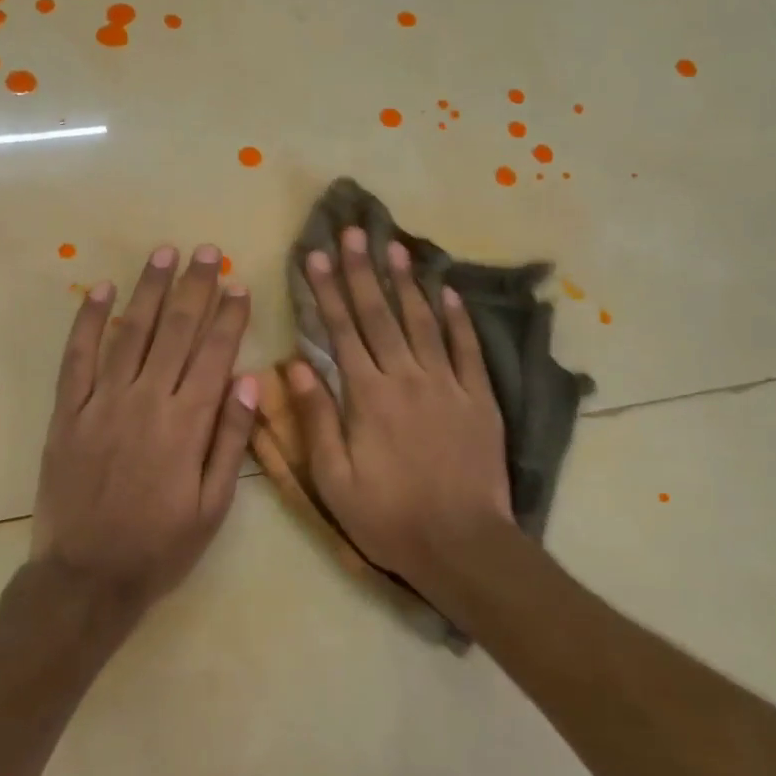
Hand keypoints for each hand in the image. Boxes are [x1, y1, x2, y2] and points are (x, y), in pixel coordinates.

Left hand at [31, 243, 257, 612]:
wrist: (86, 577)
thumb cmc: (160, 546)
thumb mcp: (213, 506)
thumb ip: (231, 440)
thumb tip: (247, 380)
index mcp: (186, 424)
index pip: (214, 354)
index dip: (228, 316)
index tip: (239, 284)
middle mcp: (146, 401)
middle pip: (175, 332)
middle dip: (194, 287)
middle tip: (207, 251)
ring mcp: (102, 403)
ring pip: (130, 333)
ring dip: (149, 290)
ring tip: (165, 254)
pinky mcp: (68, 413)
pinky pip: (77, 358)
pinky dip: (88, 321)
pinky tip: (101, 291)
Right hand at [288, 228, 513, 593]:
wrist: (462, 544)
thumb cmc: (389, 517)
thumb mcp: (334, 480)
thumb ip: (316, 419)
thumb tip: (297, 364)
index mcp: (368, 396)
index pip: (342, 331)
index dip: (327, 290)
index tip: (315, 255)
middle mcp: (407, 378)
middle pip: (381, 315)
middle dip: (363, 270)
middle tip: (352, 231)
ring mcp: (448, 385)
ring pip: (424, 321)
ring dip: (407, 282)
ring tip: (395, 245)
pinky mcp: (479, 398)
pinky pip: (467, 349)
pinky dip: (457, 317)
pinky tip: (448, 290)